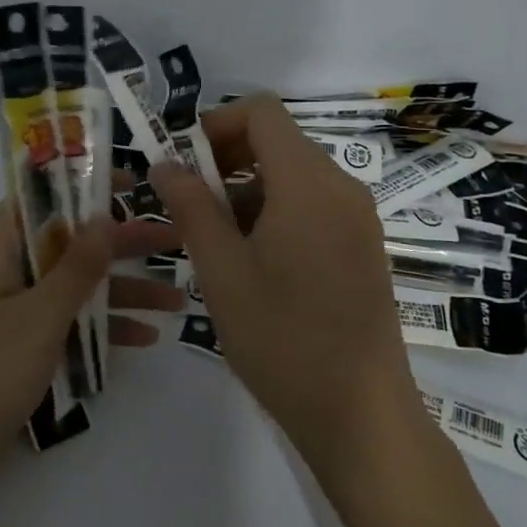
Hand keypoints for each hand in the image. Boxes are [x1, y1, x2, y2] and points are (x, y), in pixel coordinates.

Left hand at [0, 197, 183, 519]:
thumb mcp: (38, 317)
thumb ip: (75, 268)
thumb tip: (103, 216)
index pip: (42, 196)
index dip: (85, 184)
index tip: (135, 183)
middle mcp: (4, 272)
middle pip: (68, 243)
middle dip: (120, 244)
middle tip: (175, 242)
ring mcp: (11, 313)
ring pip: (73, 287)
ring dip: (121, 291)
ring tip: (178, 300)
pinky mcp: (18, 350)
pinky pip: (66, 326)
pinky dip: (101, 329)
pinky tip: (144, 339)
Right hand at [148, 96, 418, 482]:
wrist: (361, 413)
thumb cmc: (282, 338)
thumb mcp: (222, 271)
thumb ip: (192, 207)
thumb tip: (164, 163)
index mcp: (308, 182)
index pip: (261, 112)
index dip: (214, 124)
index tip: (181, 164)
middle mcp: (341, 187)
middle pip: (277, 141)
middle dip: (224, 160)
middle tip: (186, 204)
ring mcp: (357, 218)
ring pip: (292, 176)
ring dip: (246, 190)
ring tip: (211, 240)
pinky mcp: (361, 247)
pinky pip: (312, 206)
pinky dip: (274, 213)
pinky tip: (250, 261)